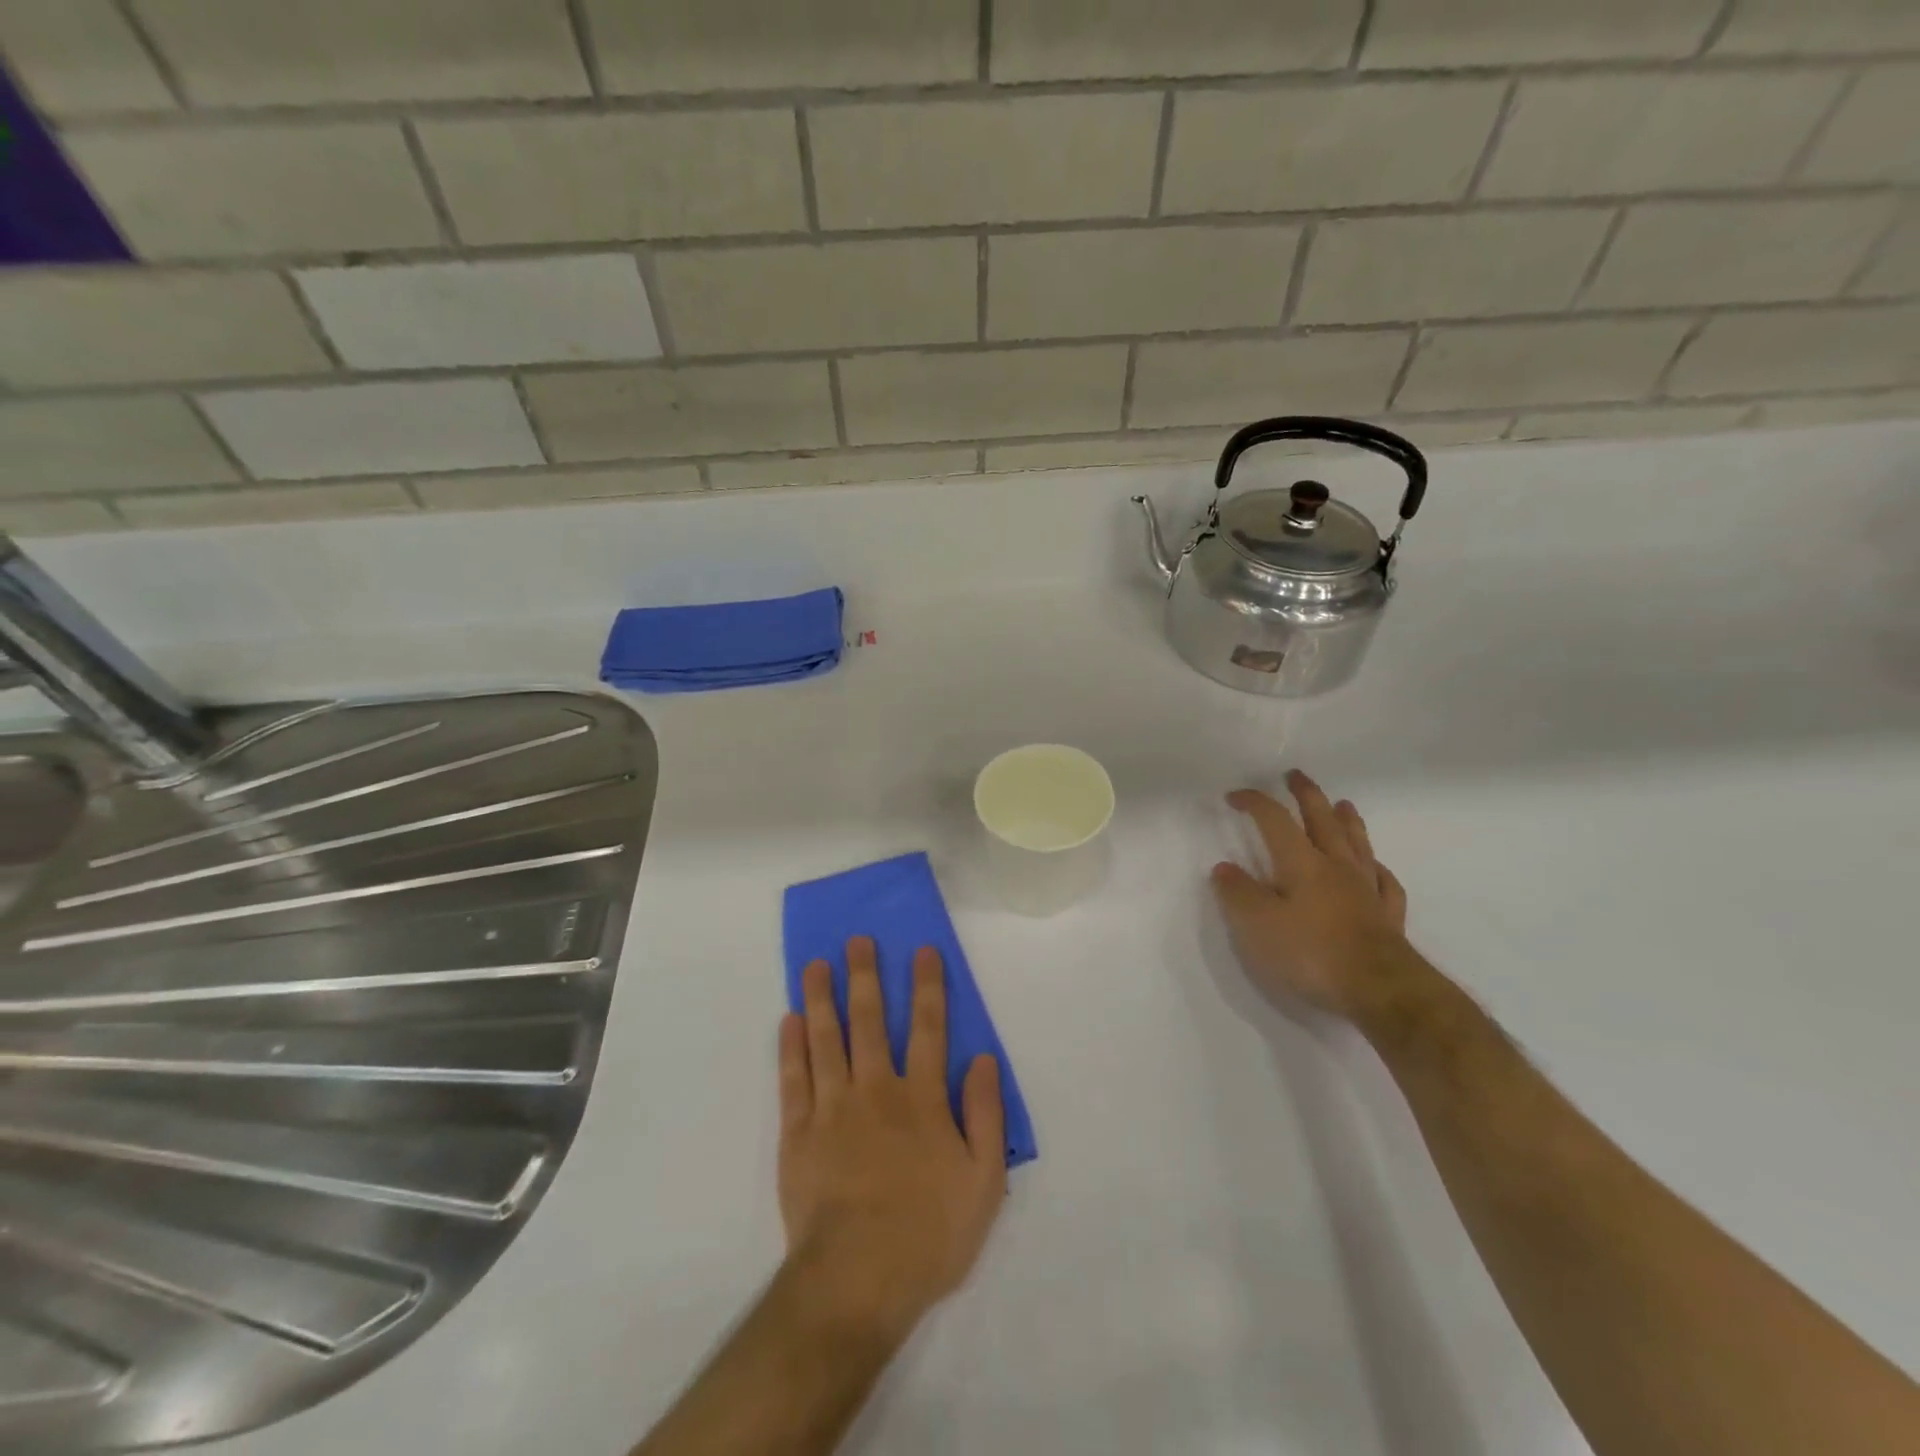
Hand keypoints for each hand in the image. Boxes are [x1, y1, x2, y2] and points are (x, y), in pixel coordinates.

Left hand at [779, 937, 1006, 1339]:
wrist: (857, 1280)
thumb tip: (984, 1059)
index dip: (928, 986)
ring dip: (821, 998)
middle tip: (857, 940)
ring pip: (826, 1039)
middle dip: (866, 976)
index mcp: (921, 1099)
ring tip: (815, 965)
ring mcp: (832, 1109)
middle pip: (870, 1021)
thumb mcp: (983, 1181)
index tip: (922, 950)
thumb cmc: (928, 1233)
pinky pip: (793, 1079)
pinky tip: (789, 1020)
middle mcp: (876, 1090)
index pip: (928, 1029)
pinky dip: (791, 1047)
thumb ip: (985, 1115)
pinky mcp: (798, 1134)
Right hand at [1210, 770, 1420, 1026]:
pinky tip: (1376, 868)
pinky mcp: (1387, 917)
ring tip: (1343, 804)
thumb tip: (1224, 868)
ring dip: (1347, 821)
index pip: (1275, 820)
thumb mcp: (1257, 926)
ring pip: (1357, 844)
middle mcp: (1336, 867)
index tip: (1234, 796)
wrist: (1380, 989)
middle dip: (1306, 795)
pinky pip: (1385, 883)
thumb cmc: (1311, 953)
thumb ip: (1238, 894)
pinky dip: (1377, 869)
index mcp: (1301, 863)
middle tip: (1295, 775)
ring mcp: (1366, 890)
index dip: (1254, 802)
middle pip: (1322, 820)